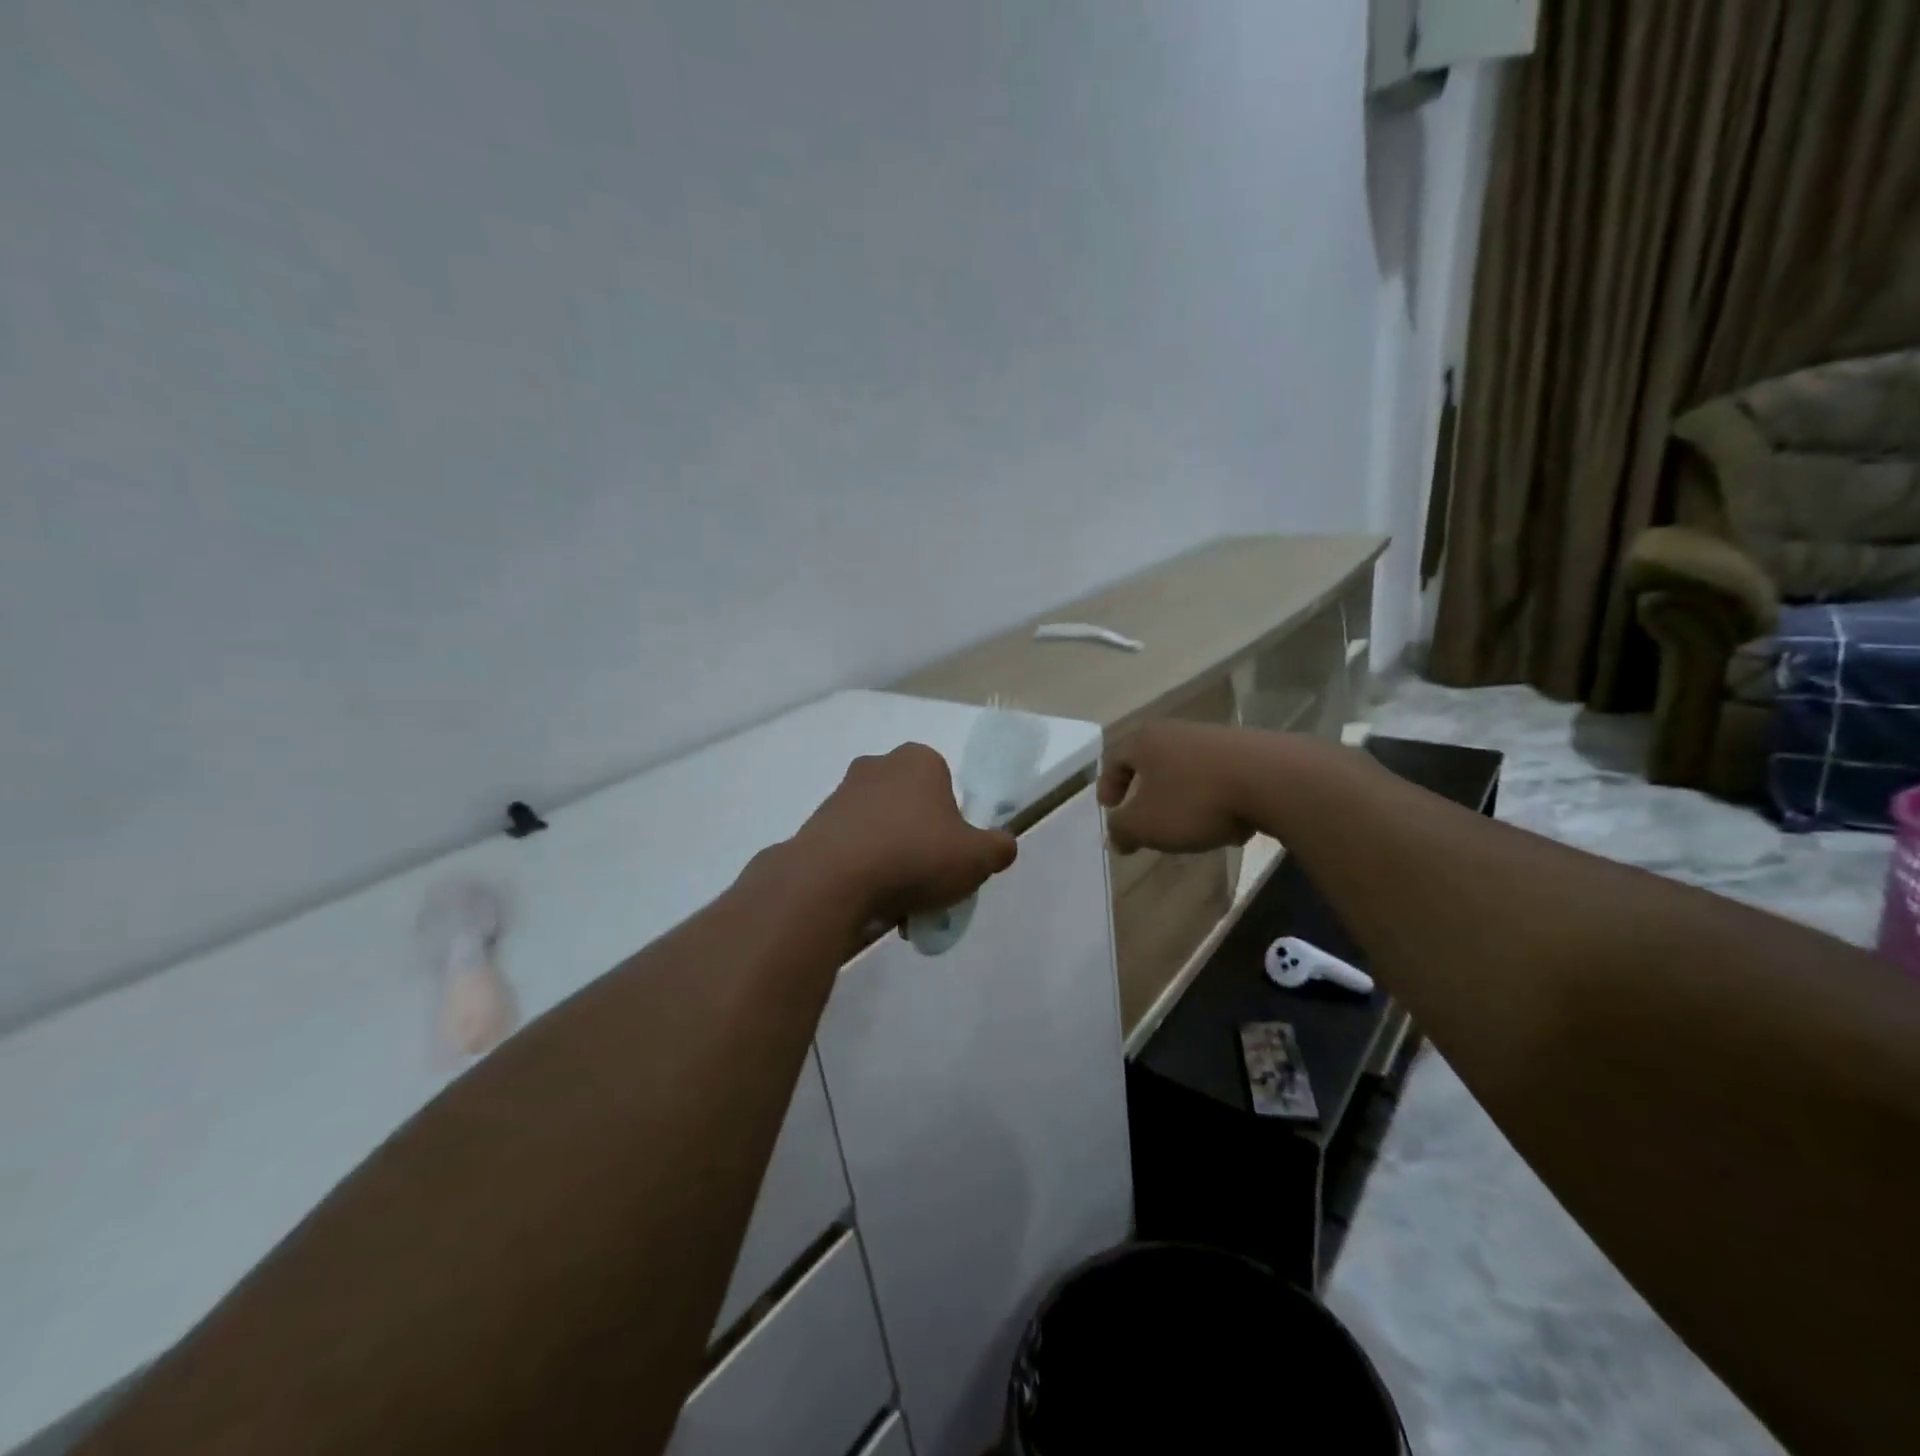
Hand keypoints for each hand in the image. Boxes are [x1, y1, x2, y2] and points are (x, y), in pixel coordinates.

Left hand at [791, 743, 1018, 925]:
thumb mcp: (976, 858)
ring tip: (899, 904)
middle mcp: (878, 766)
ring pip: (881, 829)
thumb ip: (999, 848)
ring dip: (891, 860)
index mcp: (919, 761)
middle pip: (912, 808)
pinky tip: (870, 903)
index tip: (951, 856)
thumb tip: (1003, 845)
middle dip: (920, 842)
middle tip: (928, 882)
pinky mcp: (816, 824)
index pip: (946, 786)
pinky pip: (852, 847)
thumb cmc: (915, 855)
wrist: (832, 880)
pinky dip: (863, 870)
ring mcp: (842, 793)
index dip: (953, 823)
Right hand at [1098, 721, 1256, 853]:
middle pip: (1151, 759)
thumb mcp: (1146, 824)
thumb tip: (1116, 836)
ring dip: (1181, 795)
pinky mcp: (1248, 749)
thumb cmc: (1195, 800)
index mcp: (1145, 741)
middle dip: (1145, 790)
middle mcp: (1176, 731)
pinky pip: (1219, 775)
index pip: (1114, 758)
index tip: (1110, 809)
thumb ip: (1122, 830)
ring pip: (1186, 768)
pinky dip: (1214, 796)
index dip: (1107, 785)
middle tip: (1143, 815)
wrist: (1272, 780)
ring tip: (1187, 825)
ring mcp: (1214, 737)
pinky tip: (1227, 822)